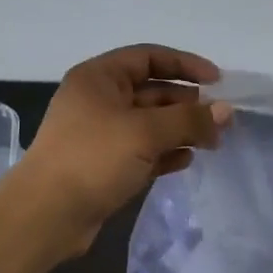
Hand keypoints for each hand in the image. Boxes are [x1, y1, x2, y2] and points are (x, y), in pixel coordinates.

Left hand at [14, 44, 232, 256]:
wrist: (46, 215)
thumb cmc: (93, 158)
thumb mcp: (146, 132)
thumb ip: (189, 119)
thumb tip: (226, 111)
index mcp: (99, 78)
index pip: (149, 57)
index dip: (185, 65)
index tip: (218, 81)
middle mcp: (98, 100)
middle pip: (152, 91)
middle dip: (188, 103)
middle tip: (221, 119)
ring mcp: (101, 135)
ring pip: (150, 124)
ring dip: (181, 130)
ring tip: (212, 142)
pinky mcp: (104, 165)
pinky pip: (143, 151)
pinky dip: (165, 153)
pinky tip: (187, 160)